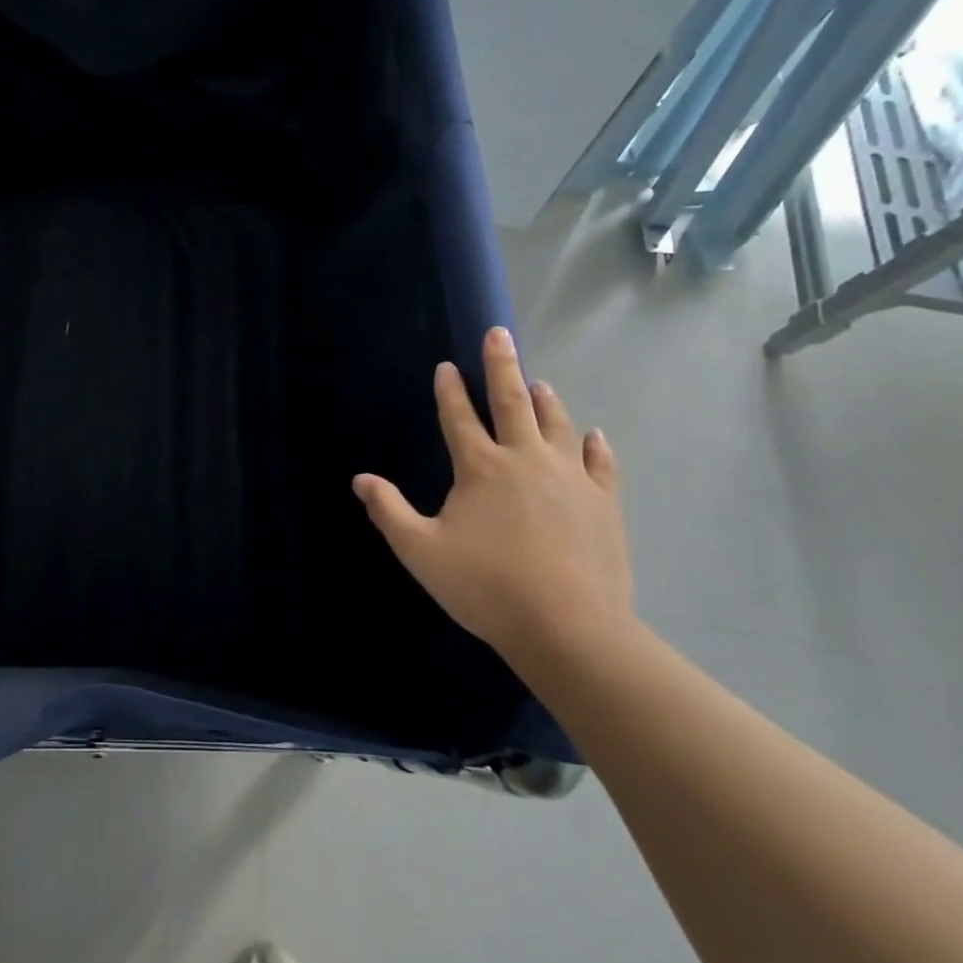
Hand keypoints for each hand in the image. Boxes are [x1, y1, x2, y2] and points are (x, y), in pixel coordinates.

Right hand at [352, 327, 632, 665]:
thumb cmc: (486, 586)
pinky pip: (599, 462)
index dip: (449, 390)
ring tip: (539, 381)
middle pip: (512, 402)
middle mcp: (525, 460)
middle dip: (502, 365)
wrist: (569, 628)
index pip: (459, 417)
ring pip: (556, 424)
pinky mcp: (602, 502)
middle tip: (499, 334)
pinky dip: (592, 444)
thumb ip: (389, 511)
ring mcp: (569, 478)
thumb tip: (360, 479)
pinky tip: (591, 435)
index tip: (446, 366)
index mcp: (480, 468)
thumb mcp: (420, 551)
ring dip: (545, 399)